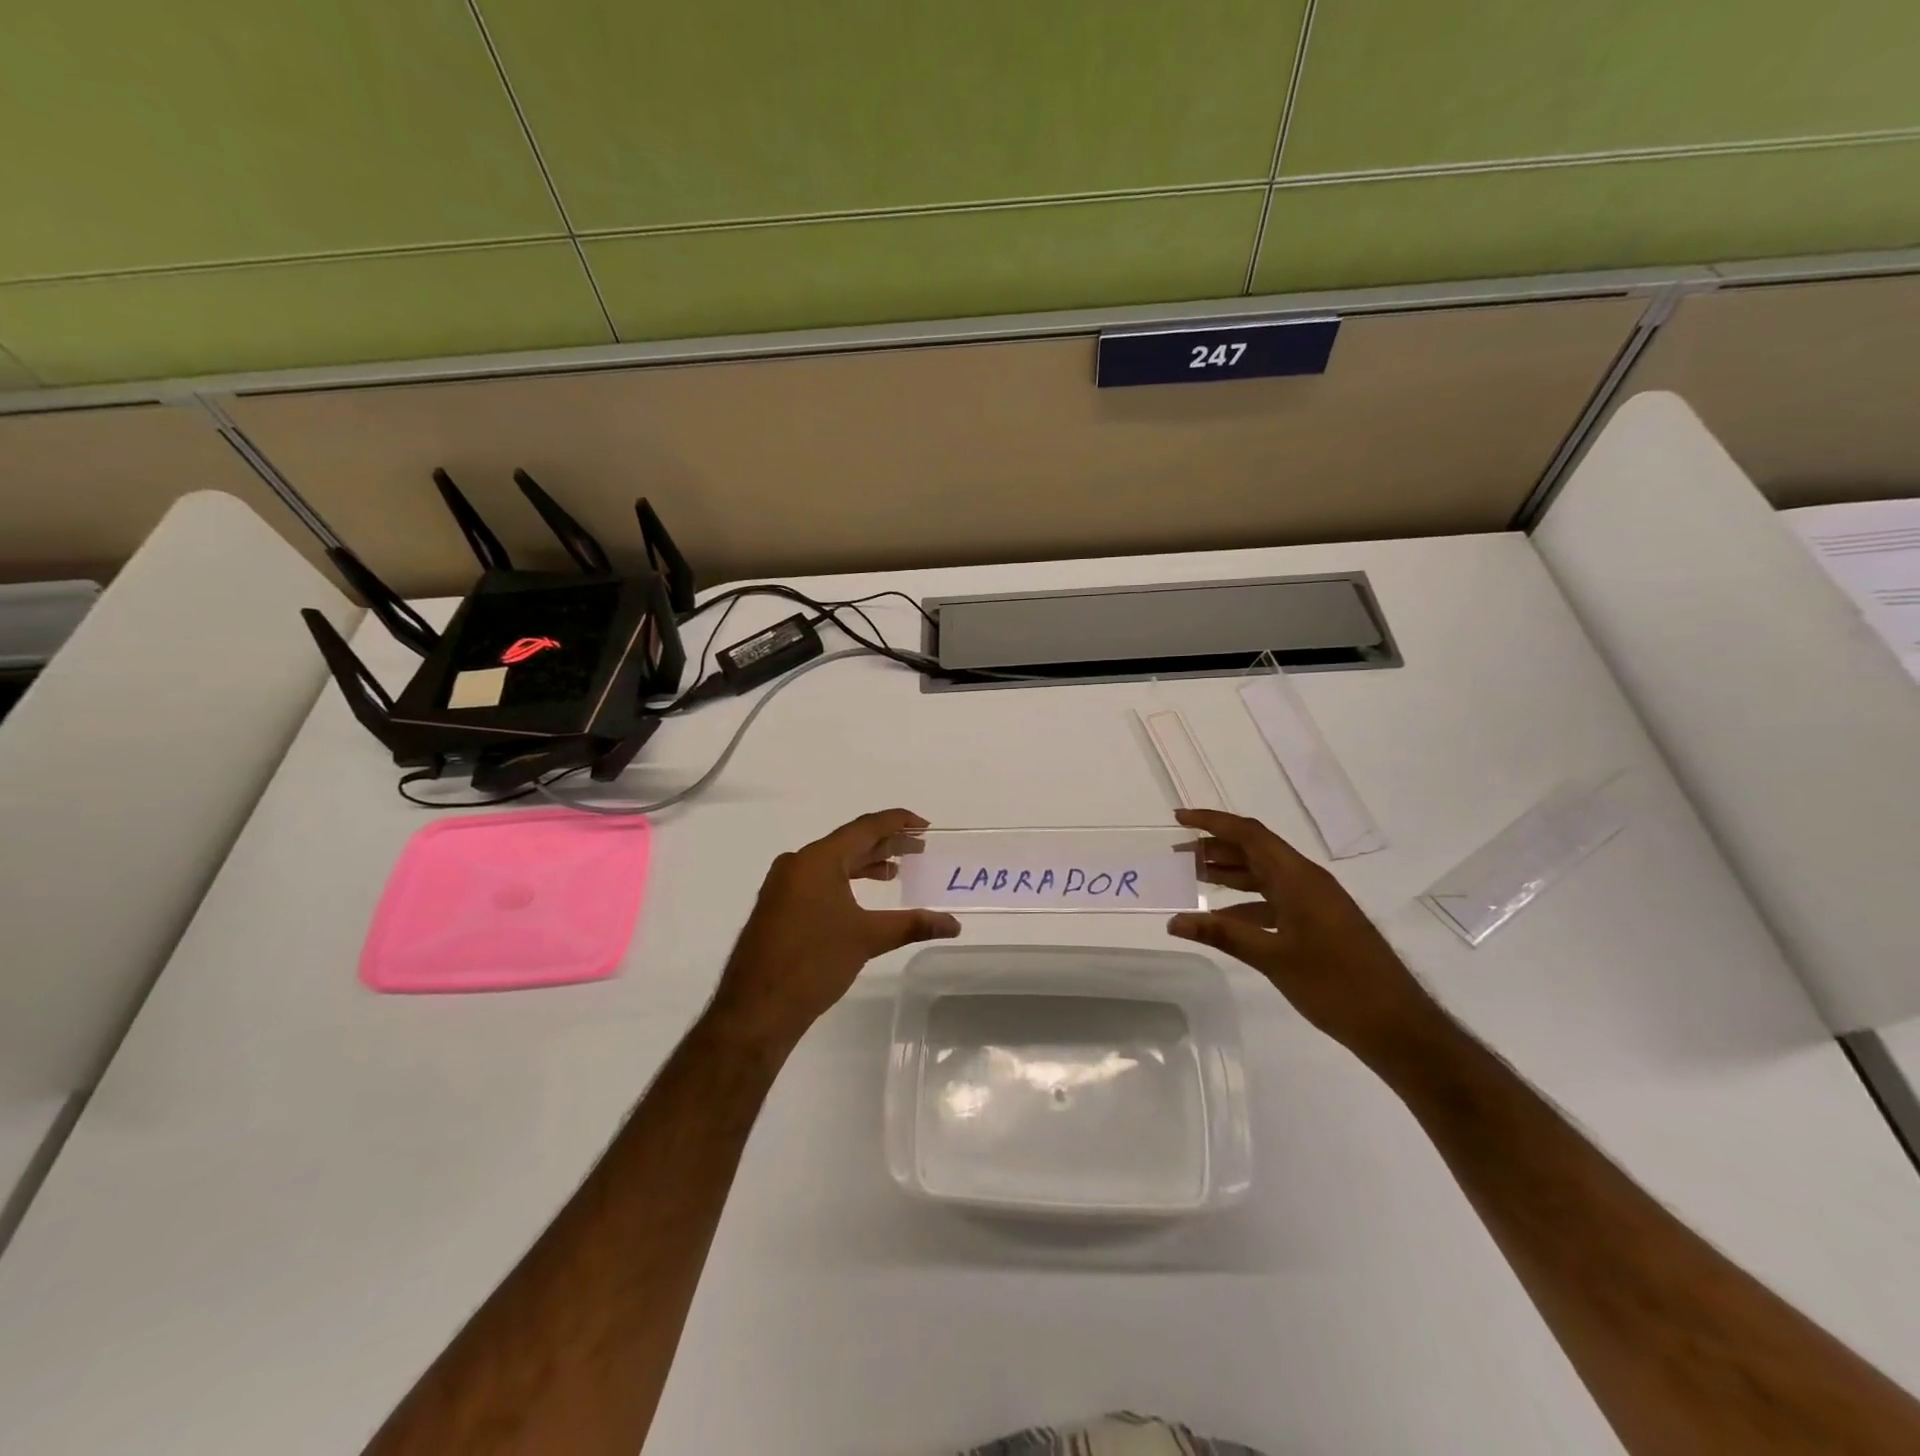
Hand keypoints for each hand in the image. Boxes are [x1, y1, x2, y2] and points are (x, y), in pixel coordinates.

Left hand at [707, 809, 959, 1051]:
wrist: (756, 1009)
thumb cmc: (813, 964)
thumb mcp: (867, 939)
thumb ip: (912, 924)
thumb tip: (954, 924)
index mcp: (817, 860)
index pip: (864, 828)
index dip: (897, 822)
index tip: (924, 825)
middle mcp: (798, 864)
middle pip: (849, 843)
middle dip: (885, 844)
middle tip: (919, 847)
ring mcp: (784, 885)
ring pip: (832, 863)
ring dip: (865, 864)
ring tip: (897, 870)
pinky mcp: (778, 906)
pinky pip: (819, 880)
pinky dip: (845, 881)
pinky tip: (862, 896)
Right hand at [1168, 808, 1438, 1059]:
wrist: (1397, 1025)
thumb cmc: (1336, 985)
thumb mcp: (1273, 958)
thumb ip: (1223, 934)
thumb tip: (1174, 922)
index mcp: (1298, 878)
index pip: (1249, 835)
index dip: (1212, 822)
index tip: (1178, 819)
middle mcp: (1306, 881)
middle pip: (1254, 851)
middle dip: (1214, 849)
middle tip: (1176, 855)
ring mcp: (1315, 902)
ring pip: (1263, 876)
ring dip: (1228, 875)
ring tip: (1190, 879)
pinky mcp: (1319, 923)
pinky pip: (1274, 900)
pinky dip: (1245, 903)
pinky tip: (1223, 919)